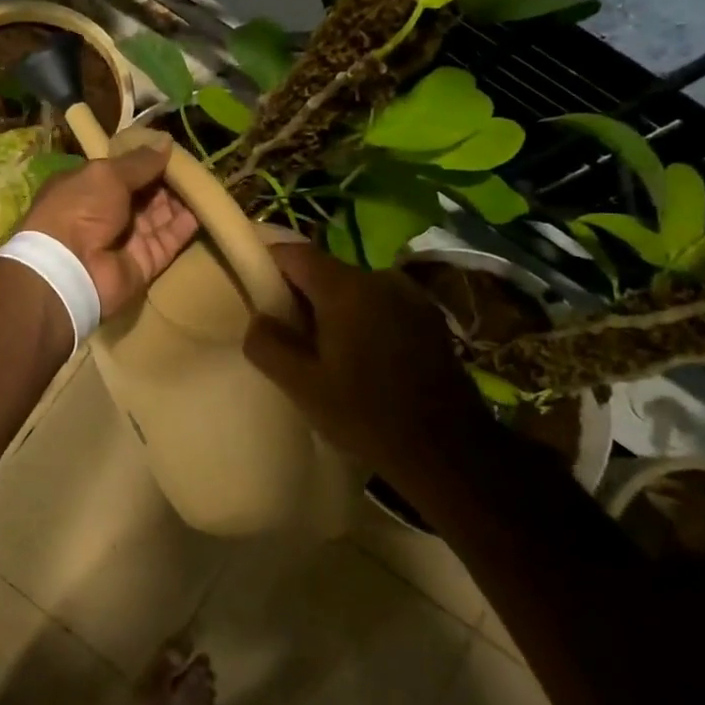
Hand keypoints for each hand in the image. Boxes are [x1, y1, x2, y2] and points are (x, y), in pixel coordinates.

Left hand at [20, 138, 198, 316]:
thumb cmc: (79, 209)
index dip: (145, 161)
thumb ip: (138, 162)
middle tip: (196, 164)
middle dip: (167, 180)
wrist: (70, 269)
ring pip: (160, 216)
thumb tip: (166, 142)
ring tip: (207, 180)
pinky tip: (206, 206)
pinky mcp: (145, 262)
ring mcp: (126, 239)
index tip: (173, 150)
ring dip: (180, 199)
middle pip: (144, 194)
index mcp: (87, 188)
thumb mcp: (106, 174)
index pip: (122, 172)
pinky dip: (186, 225)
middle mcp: (106, 213)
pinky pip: (170, 240)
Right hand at [243, 243, 500, 487]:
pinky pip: (381, 305)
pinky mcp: (430, 318)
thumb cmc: (367, 414)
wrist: (449, 451)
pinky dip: (363, 320)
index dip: (269, 264)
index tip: (254, 290)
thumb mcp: (303, 386)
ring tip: (327, 351)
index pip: (294, 253)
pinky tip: (363, 359)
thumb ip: (268, 345)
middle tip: (287, 334)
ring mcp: (411, 296)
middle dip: (301, 295)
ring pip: (354, 290)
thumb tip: (258, 319)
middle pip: (325, 271)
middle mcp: (380, 278)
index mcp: (346, 289)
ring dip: (334, 310)